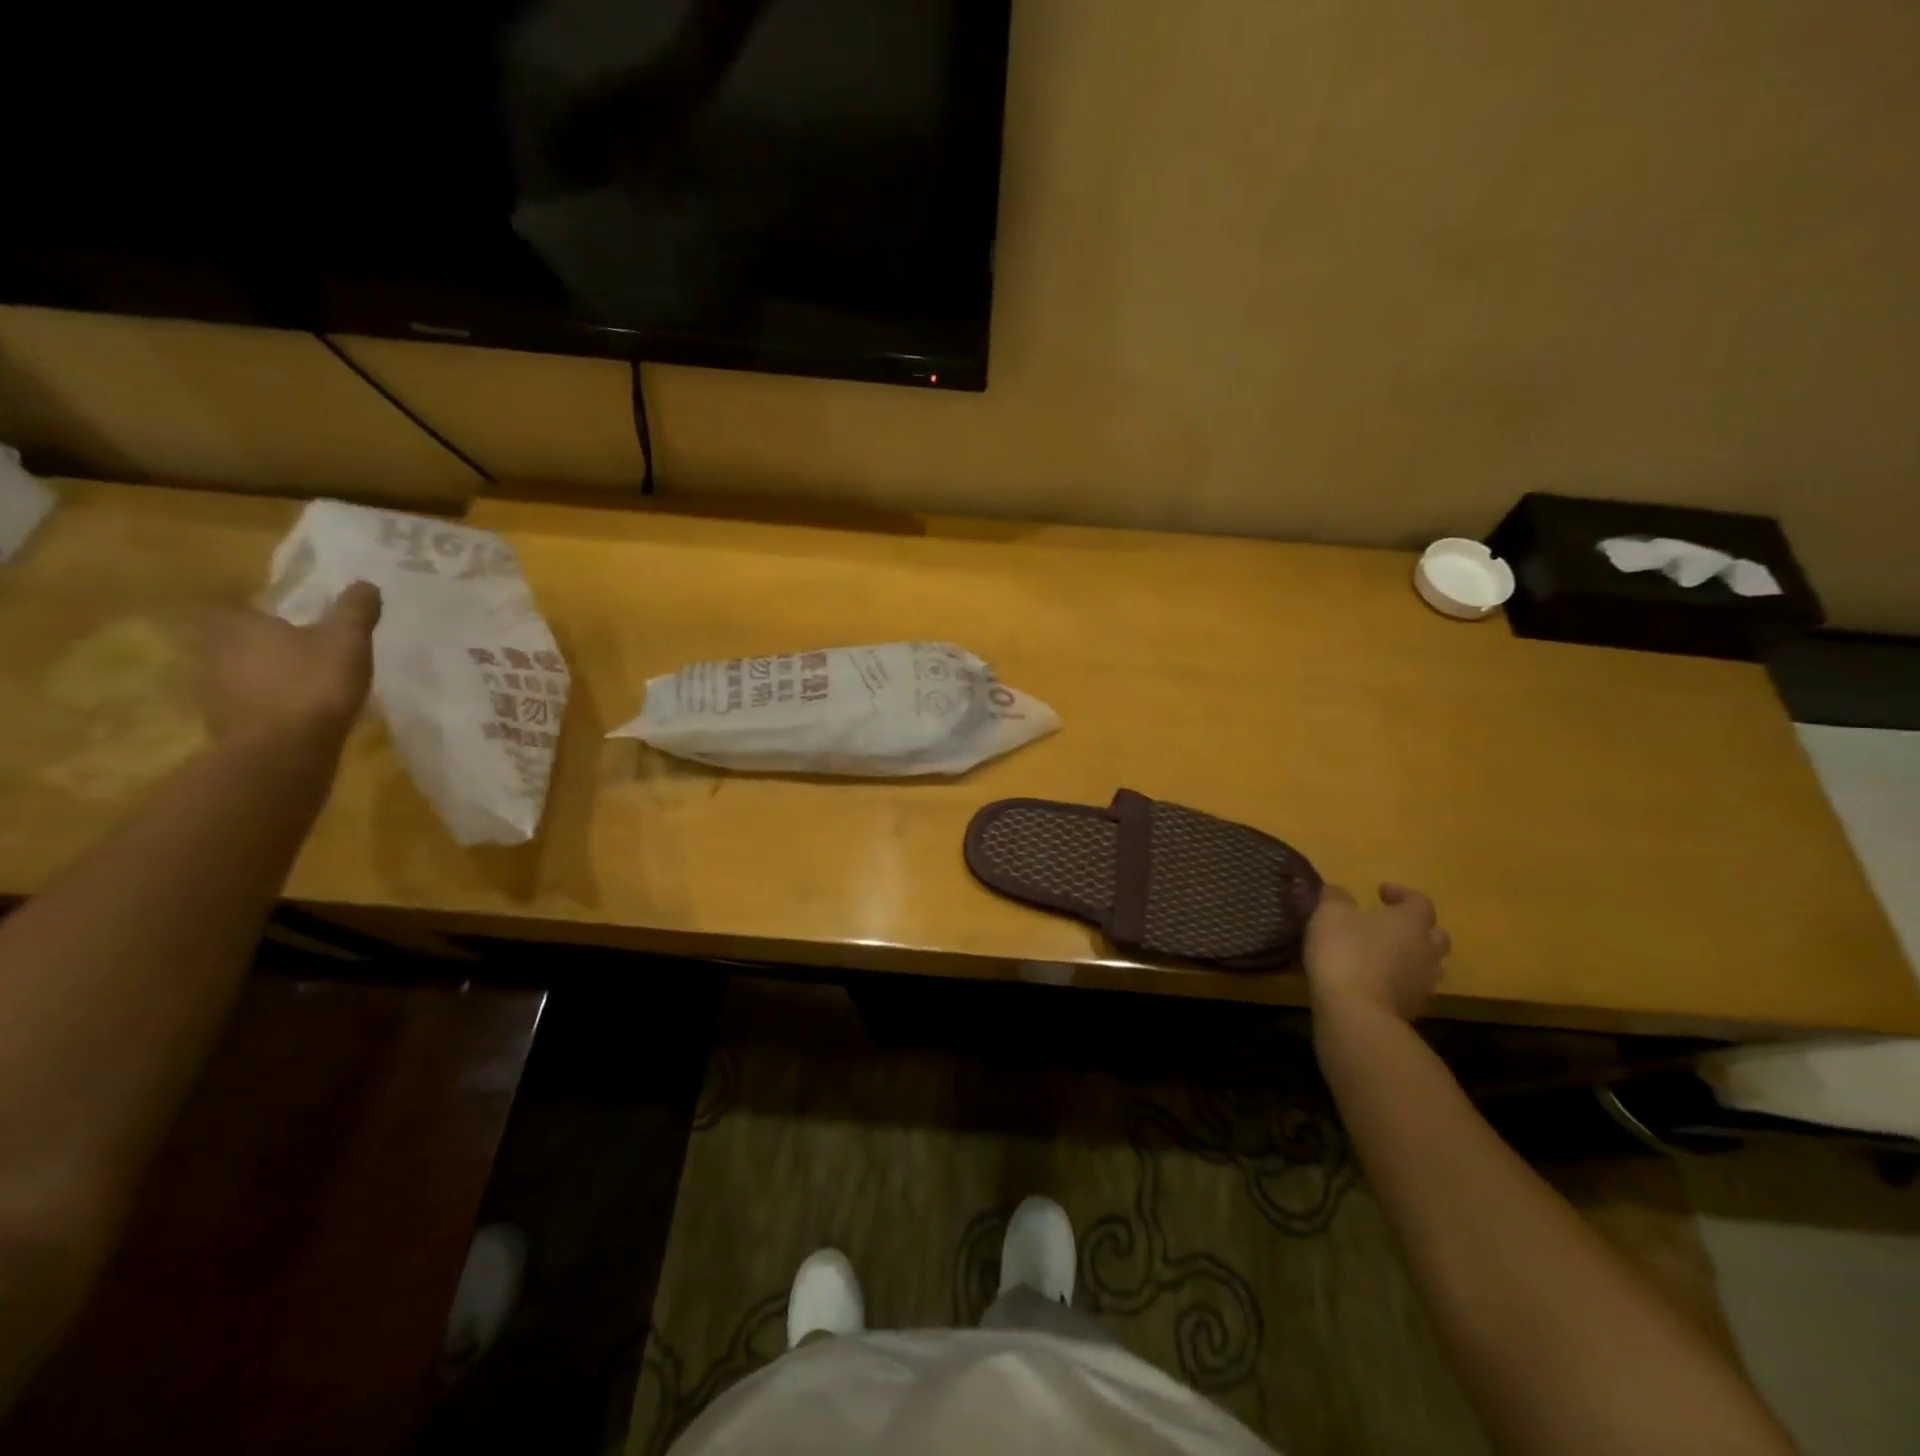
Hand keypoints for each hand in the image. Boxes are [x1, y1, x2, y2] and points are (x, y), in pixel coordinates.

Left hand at [200, 583, 380, 744]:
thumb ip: (355, 611)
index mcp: (240, 625)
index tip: (296, 623)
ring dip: (265, 677)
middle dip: (268, 646)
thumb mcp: (347, 642)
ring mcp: (213, 690)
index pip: (248, 609)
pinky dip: (265, 705)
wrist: (282, 750)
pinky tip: (292, 714)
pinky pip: (246, 704)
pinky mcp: (222, 723)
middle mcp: (215, 651)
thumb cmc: (313, 685)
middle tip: (303, 653)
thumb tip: (365, 583)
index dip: (272, 615)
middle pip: (241, 641)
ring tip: (301, 686)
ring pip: (241, 673)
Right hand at [1304, 882, 1451, 1025]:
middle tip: (1389, 926)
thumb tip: (1339, 892)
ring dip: (1409, 956)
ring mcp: (1424, 982)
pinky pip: (1412, 987)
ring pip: (1427, 964)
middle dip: (1415, 928)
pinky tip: (1375, 982)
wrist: (1356, 1011)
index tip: (1380, 892)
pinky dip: (1399, 981)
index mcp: (1411, 922)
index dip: (1402, 894)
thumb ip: (1336, 897)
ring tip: (1382, 955)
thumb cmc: (1345, 951)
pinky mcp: (1414, 1008)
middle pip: (1434, 935)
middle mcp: (1427, 950)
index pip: (1420, 901)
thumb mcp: (1330, 914)